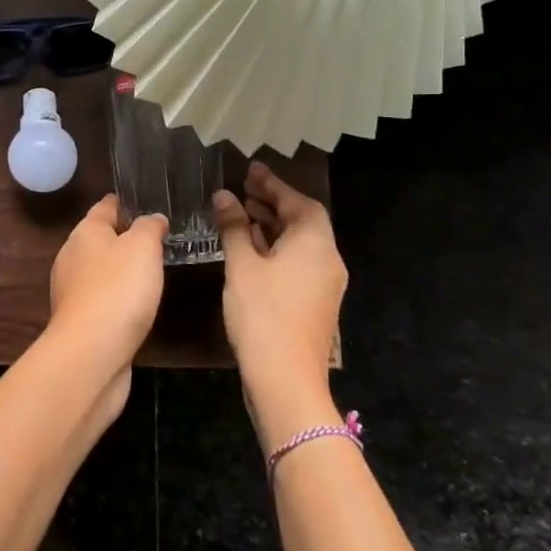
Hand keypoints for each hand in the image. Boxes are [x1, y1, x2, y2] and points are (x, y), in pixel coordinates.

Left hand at [46, 195, 166, 383]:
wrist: (91, 354)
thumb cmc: (118, 290)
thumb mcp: (143, 247)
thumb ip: (149, 227)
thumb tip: (152, 219)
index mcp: (85, 232)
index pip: (105, 206)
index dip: (125, 203)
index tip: (147, 201)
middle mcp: (72, 256)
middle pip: (100, 238)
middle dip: (124, 237)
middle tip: (157, 239)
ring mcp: (72, 290)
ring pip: (100, 270)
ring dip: (121, 270)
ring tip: (151, 271)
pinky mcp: (79, 321)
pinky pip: (102, 298)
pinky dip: (117, 297)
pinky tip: (135, 306)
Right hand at [212, 163, 347, 442]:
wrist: (286, 379)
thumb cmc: (262, 315)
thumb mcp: (242, 266)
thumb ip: (234, 227)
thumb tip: (224, 196)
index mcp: (315, 244)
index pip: (299, 202)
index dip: (274, 185)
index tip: (250, 170)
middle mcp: (327, 259)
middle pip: (303, 220)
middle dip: (274, 202)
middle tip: (243, 188)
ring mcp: (324, 283)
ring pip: (300, 242)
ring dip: (274, 225)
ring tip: (242, 212)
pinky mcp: (316, 301)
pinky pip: (298, 261)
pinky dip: (277, 247)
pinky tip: (252, 247)